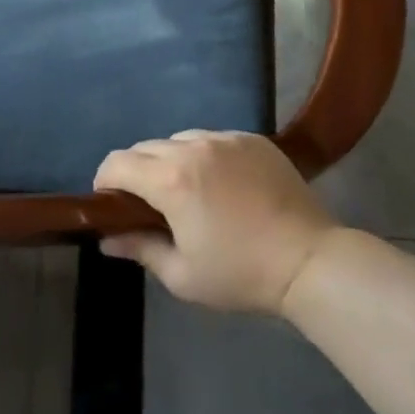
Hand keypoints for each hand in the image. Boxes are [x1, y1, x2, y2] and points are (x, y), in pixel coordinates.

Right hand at [96, 131, 338, 314]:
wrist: (309, 260)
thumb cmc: (240, 273)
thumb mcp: (182, 275)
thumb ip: (140, 249)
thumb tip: (107, 239)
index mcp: (171, 179)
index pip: (117, 162)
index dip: (105, 182)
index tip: (112, 205)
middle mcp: (194, 147)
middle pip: (145, 147)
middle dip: (137, 172)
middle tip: (149, 206)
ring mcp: (226, 139)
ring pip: (180, 139)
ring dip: (171, 160)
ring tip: (187, 191)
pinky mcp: (253, 139)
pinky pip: (214, 139)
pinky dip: (205, 155)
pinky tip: (221, 184)